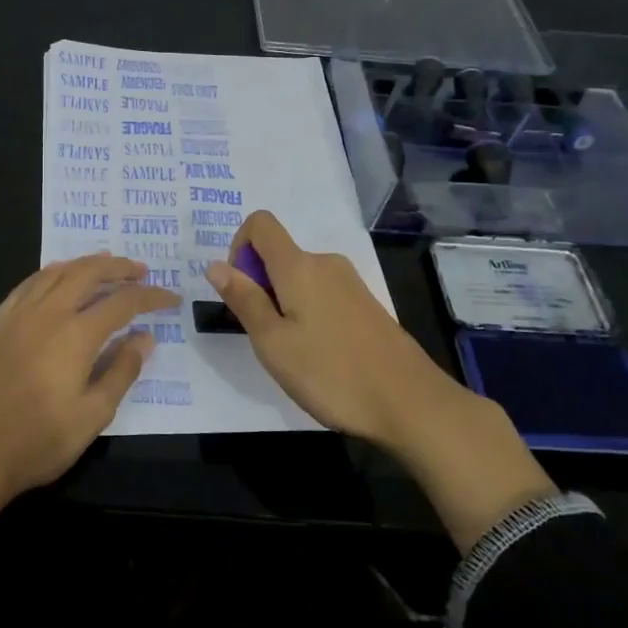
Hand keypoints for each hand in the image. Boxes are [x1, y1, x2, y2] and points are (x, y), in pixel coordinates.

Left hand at [0, 253, 177, 615]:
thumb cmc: (35, 442)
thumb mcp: (91, 416)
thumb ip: (121, 372)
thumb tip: (144, 339)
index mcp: (75, 335)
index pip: (122, 303)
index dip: (150, 297)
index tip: (170, 298)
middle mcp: (46, 313)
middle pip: (88, 273)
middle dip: (119, 267)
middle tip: (141, 270)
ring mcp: (14, 314)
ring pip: (55, 272)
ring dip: (85, 264)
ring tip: (105, 265)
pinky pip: (27, 285)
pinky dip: (50, 274)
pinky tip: (56, 278)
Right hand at [204, 210, 458, 446]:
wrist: (411, 404)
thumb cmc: (331, 374)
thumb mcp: (273, 343)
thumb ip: (244, 300)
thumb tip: (215, 265)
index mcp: (299, 266)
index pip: (260, 224)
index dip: (238, 247)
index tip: (240, 291)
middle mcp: (326, 263)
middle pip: (278, 254)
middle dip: (259, 286)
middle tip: (266, 338)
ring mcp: (350, 283)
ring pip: (299, 278)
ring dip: (283, 304)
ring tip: (294, 354)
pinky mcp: (366, 305)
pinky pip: (322, 294)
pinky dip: (308, 313)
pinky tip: (320, 357)